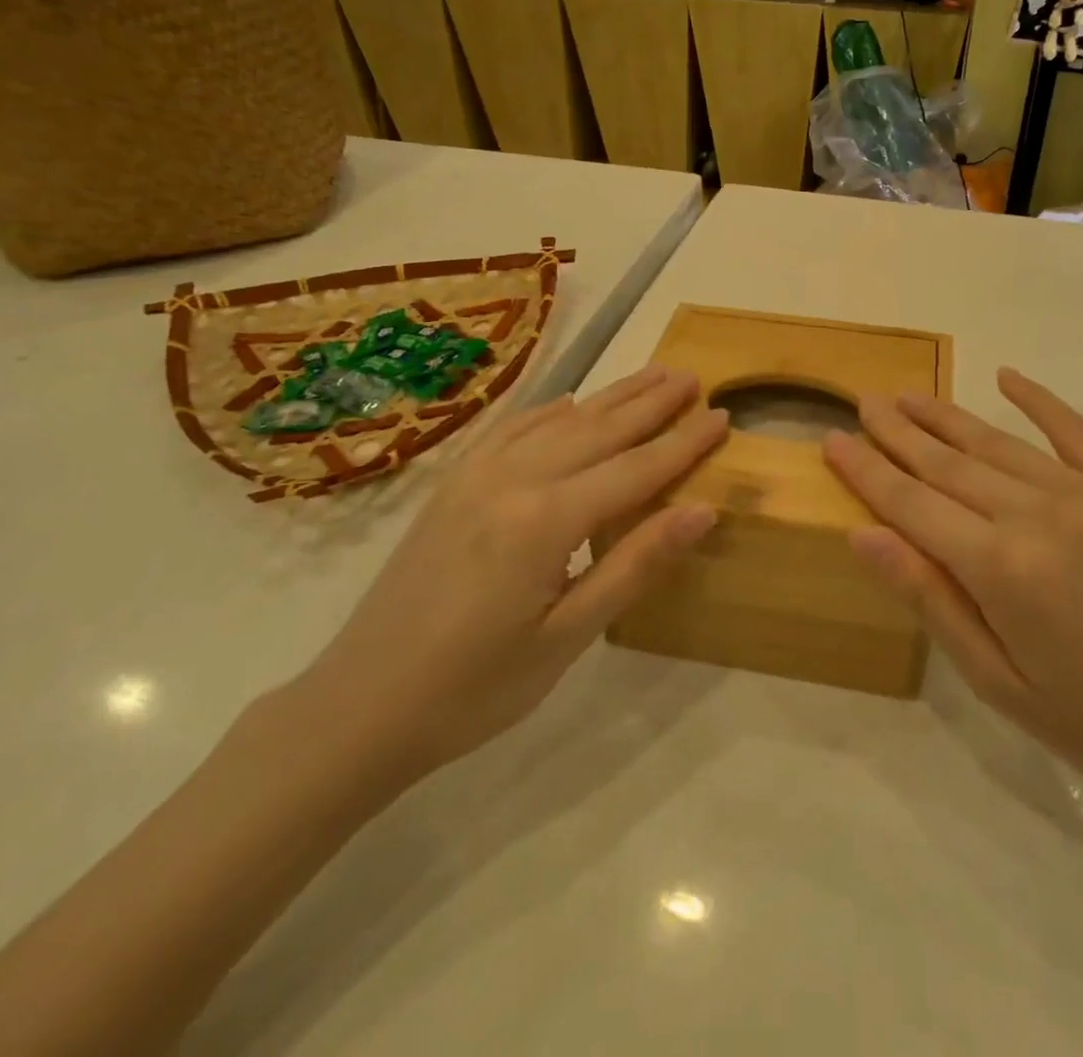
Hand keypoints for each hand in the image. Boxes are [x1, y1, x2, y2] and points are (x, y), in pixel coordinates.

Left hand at [290, 366, 725, 791]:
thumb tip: (703, 509)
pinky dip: (548, 411)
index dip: (683, 443)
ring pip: (558, 421)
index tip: (722, 415)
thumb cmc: (476, 687)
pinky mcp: (452, 485)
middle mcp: (512, 480)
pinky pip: (510, 431)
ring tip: (650, 375)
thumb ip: (635, 564)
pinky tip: (568, 403)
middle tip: (693, 377)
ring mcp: (475, 476)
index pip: (635, 469)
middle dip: (651, 403)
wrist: (360, 707)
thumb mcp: (569, 637)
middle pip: (599, 429)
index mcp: (545, 520)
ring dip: (609, 398)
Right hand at [823, 368, 1082, 812]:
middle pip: (947, 463)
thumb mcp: (999, 681)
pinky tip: (1005, 376)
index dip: (866, 470)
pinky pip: (1073, 431)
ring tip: (907, 394)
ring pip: (996, 443)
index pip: (911, 504)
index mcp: (1001, 568)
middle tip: (863, 402)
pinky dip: (1038, 399)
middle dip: (898, 432)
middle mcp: (1037, 514)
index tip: (832, 438)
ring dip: (946, 416)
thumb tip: (864, 534)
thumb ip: (930, 598)